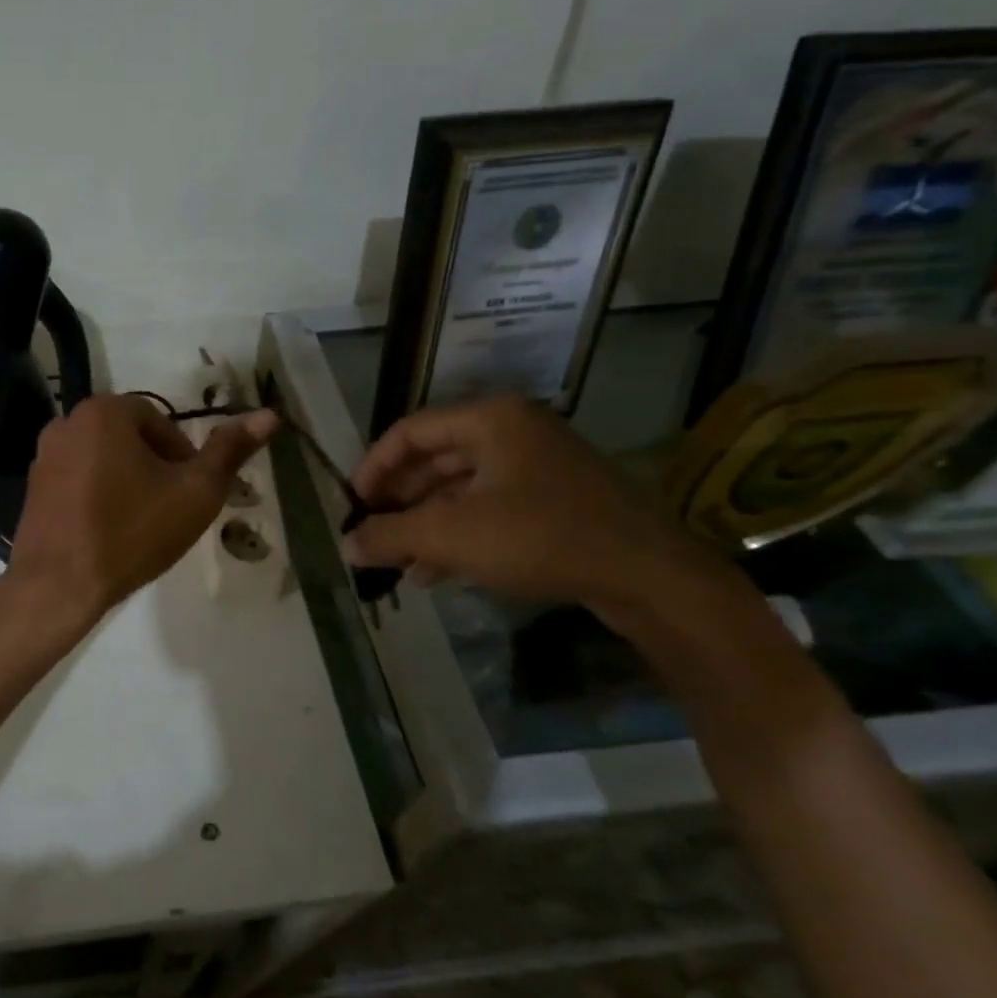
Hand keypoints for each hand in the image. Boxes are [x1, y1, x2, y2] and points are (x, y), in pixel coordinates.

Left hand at [8, 395, 279, 620]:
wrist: (58, 585)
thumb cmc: (131, 532)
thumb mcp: (195, 492)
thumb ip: (230, 451)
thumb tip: (269, 415)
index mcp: (104, 411)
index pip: (161, 422)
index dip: (183, 457)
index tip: (189, 492)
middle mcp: (67, 421)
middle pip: (130, 438)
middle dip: (155, 468)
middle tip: (169, 509)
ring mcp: (43, 454)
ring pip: (104, 458)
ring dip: (127, 481)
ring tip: (140, 523)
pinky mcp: (32, 486)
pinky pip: (78, 479)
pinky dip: (98, 495)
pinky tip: (108, 530)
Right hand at [341, 395, 718, 621]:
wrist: (650, 577)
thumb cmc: (541, 536)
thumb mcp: (451, 535)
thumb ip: (389, 535)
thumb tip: (346, 546)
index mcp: (489, 420)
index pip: (408, 432)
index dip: (372, 468)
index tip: (351, 506)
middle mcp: (511, 433)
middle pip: (433, 460)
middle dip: (397, 501)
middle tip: (370, 534)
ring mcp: (536, 468)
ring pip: (458, 490)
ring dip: (422, 524)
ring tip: (394, 560)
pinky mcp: (553, 502)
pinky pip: (487, 510)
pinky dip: (456, 536)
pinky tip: (431, 573)